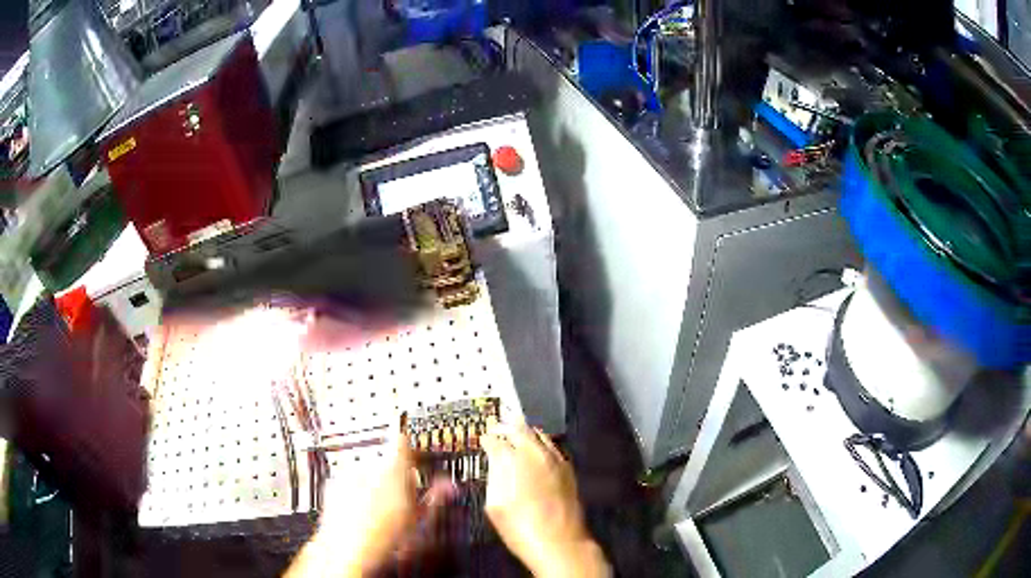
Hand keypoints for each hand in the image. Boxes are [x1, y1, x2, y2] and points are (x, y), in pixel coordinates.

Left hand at [285, 435, 452, 577]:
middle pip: (386, 460)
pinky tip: (366, 513)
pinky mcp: (332, 486)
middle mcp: (367, 465)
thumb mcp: (419, 520)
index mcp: (392, 468)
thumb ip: (435, 497)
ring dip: (377, 484)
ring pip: (368, 472)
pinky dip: (358, 493)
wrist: (347, 552)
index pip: (403, 441)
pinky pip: (349, 482)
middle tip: (406, 498)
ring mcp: (346, 475)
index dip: (412, 451)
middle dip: (397, 475)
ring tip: (385, 510)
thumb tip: (448, 487)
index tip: (419, 462)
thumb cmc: (381, 539)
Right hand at [481, 423, 609, 577]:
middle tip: (497, 429)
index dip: (487, 438)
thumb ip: (494, 476)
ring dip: (525, 432)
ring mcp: (555, 459)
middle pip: (519, 430)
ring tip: (516, 435)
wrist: (559, 542)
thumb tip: (495, 461)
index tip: (483, 439)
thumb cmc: (519, 527)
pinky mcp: (568, 469)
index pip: (495, 440)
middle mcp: (535, 453)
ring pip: (539, 434)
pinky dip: (541, 443)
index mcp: (512, 460)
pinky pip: (553, 446)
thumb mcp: (494, 504)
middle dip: (506, 427)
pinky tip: (536, 451)